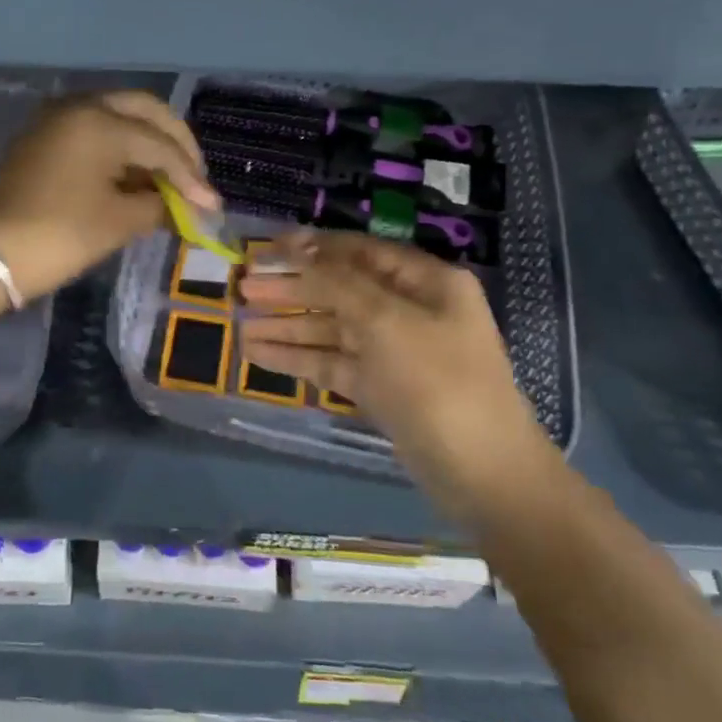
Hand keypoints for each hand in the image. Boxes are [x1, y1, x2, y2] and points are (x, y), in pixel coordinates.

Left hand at [0, 92, 217, 302]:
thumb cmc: (57, 235)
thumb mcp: (117, 222)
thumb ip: (159, 206)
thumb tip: (187, 207)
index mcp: (101, 120)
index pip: (161, 144)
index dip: (191, 177)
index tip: (212, 206)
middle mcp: (81, 106)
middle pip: (144, 111)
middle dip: (175, 143)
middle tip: (195, 177)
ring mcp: (58, 120)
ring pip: (119, 117)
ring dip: (149, 144)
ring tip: (171, 182)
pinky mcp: (45, 138)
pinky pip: (96, 131)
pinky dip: (122, 149)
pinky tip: (137, 178)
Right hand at [240, 232, 540, 482]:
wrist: (482, 474)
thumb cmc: (438, 381)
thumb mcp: (386, 321)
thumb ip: (337, 283)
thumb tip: (299, 247)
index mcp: (425, 283)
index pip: (360, 251)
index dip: (312, 247)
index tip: (266, 249)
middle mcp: (409, 310)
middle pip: (340, 289)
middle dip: (292, 288)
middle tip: (243, 288)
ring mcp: (393, 351)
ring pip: (331, 328)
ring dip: (287, 325)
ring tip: (239, 324)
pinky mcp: (379, 387)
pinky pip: (332, 362)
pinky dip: (297, 357)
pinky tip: (257, 353)